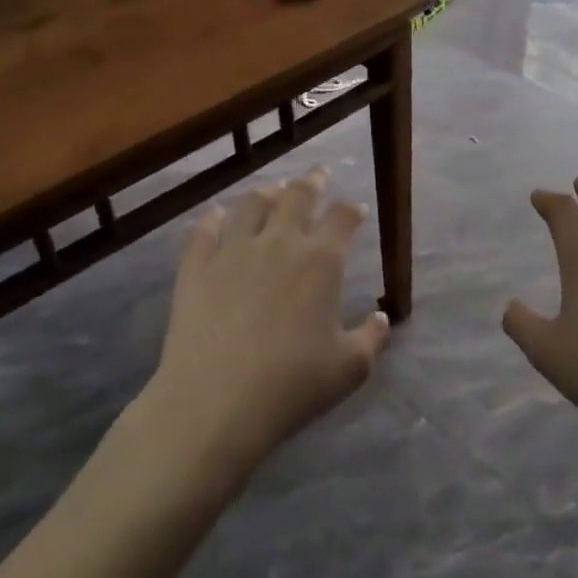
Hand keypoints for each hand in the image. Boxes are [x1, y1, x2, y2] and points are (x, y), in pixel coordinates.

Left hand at [145, 169, 389, 482]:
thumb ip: (372, 338)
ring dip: (266, 193)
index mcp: (321, 261)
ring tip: (272, 190)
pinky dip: (213, 218)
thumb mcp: (349, 369)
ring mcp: (232, 251)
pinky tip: (216, 215)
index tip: (355, 209)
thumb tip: (382, 318)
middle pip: (297, 196)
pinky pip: (204, 231)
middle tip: (318, 174)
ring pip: (251, 204)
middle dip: (312, 182)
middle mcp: (278, 243)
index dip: (351, 209)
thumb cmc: (292, 385)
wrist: (215, 403)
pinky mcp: (195, 267)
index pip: (342, 218)